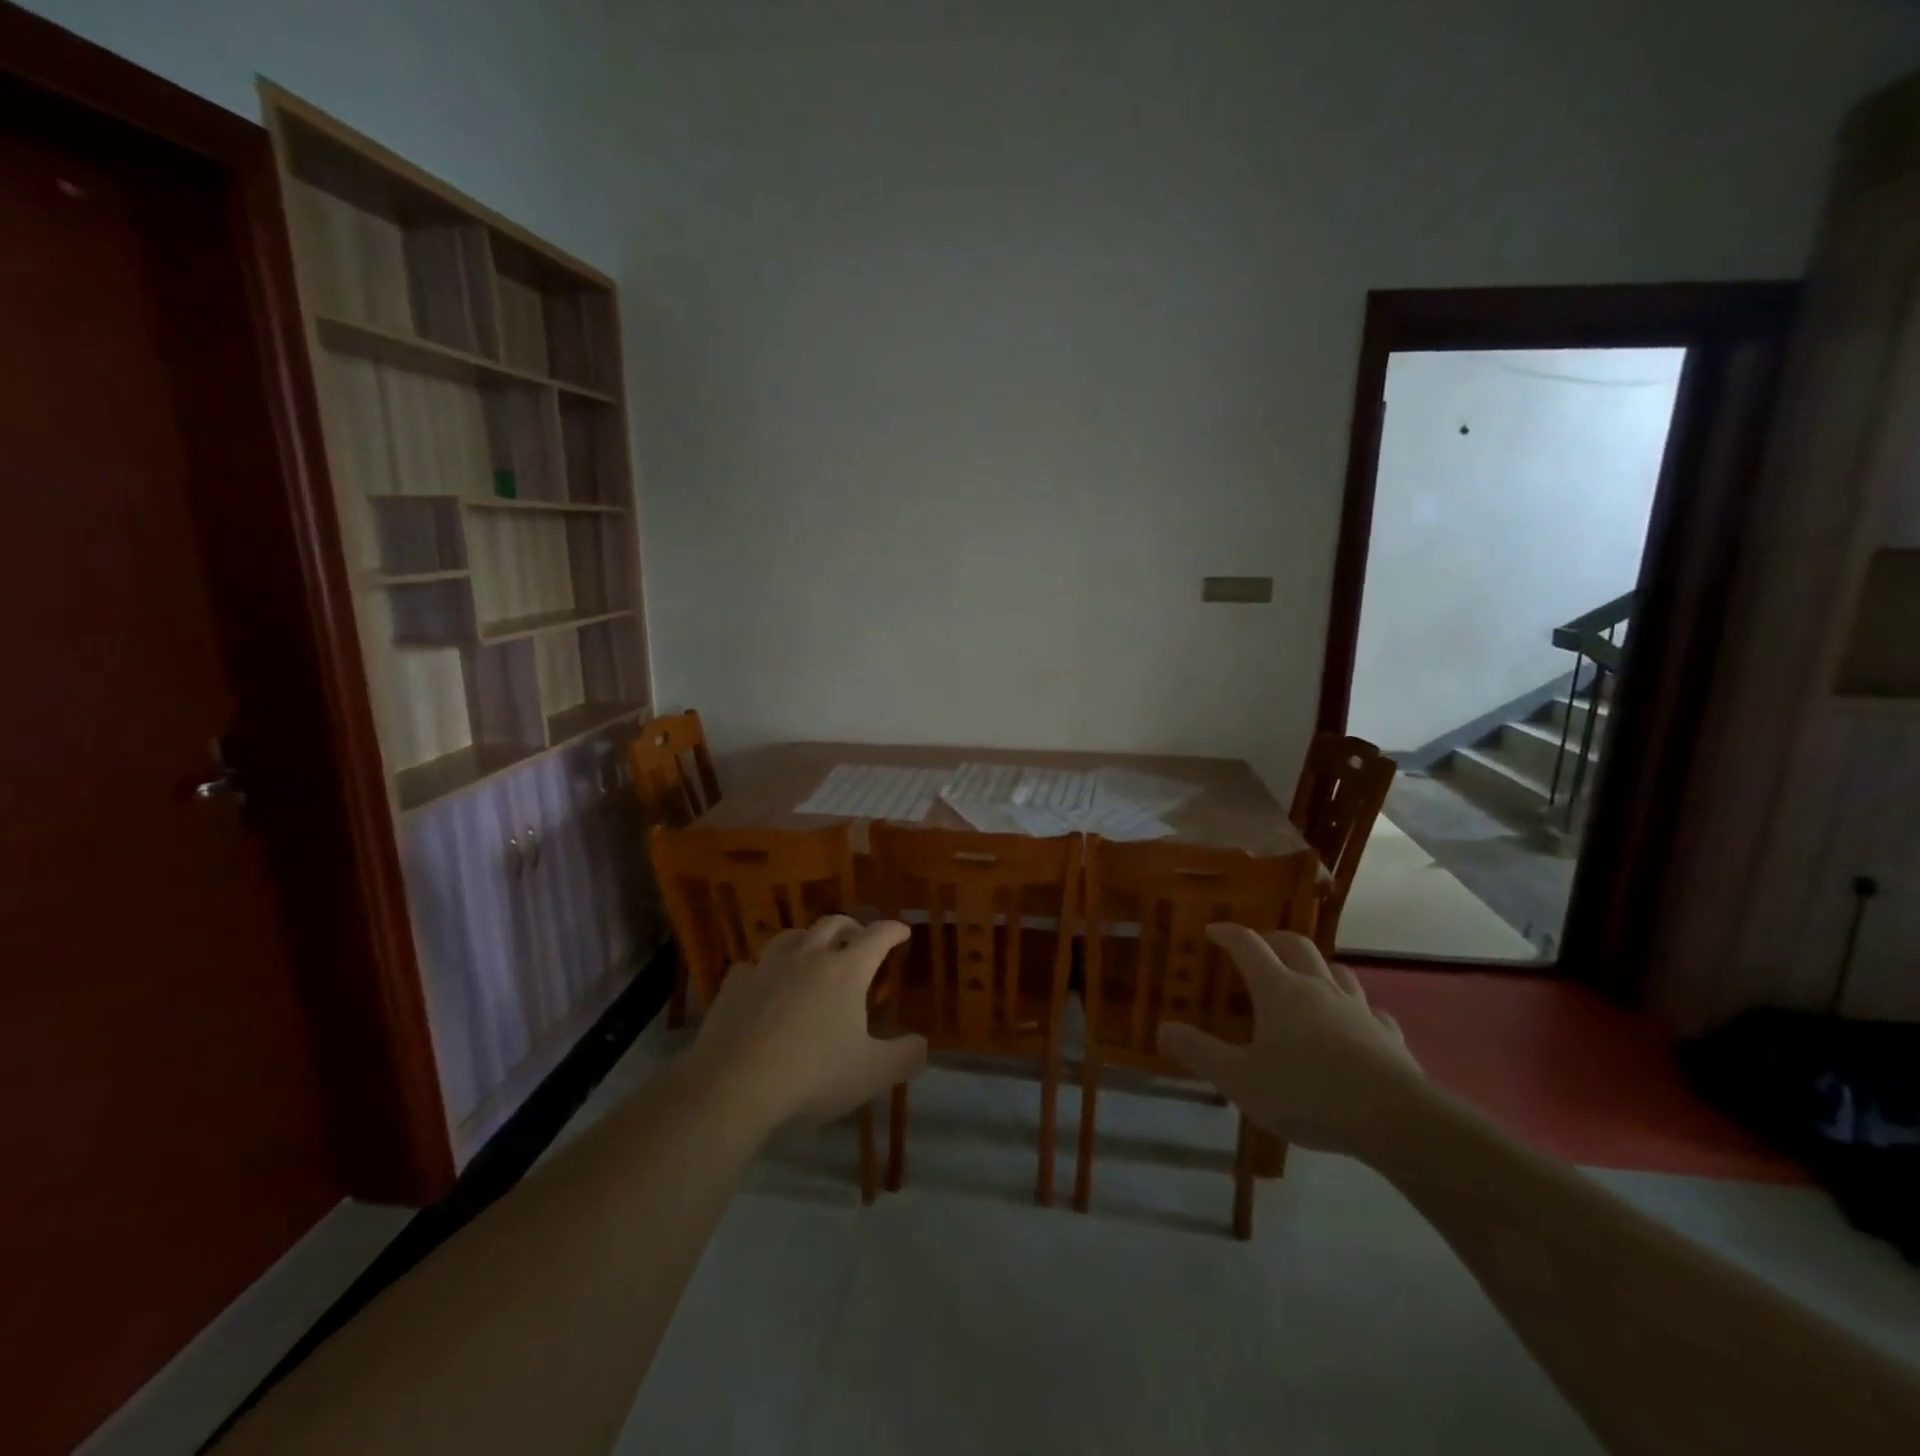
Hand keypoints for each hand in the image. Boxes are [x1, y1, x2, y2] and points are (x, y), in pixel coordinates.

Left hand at [683, 915, 928, 1133]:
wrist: (734, 1085)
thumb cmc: (813, 1074)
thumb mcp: (872, 1073)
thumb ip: (905, 1057)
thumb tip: (924, 1045)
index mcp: (846, 970)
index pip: (877, 936)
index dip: (893, 930)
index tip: (902, 931)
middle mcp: (808, 957)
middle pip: (833, 924)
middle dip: (851, 926)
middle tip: (859, 937)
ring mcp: (767, 967)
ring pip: (791, 936)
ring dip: (808, 939)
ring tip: (812, 951)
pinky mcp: (734, 986)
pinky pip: (752, 966)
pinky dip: (765, 970)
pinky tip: (764, 983)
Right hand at [1157, 926, 1428, 1160]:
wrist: (1395, 1120)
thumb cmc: (1307, 1092)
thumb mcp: (1239, 1079)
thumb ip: (1199, 1053)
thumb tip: (1162, 1028)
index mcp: (1279, 990)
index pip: (1248, 946)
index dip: (1228, 934)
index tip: (1212, 930)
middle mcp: (1317, 987)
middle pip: (1295, 945)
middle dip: (1273, 940)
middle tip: (1258, 948)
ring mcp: (1358, 1009)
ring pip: (1337, 970)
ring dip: (1318, 967)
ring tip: (1307, 979)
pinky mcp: (1388, 1036)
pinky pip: (1372, 1011)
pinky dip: (1358, 1009)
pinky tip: (1356, 1024)